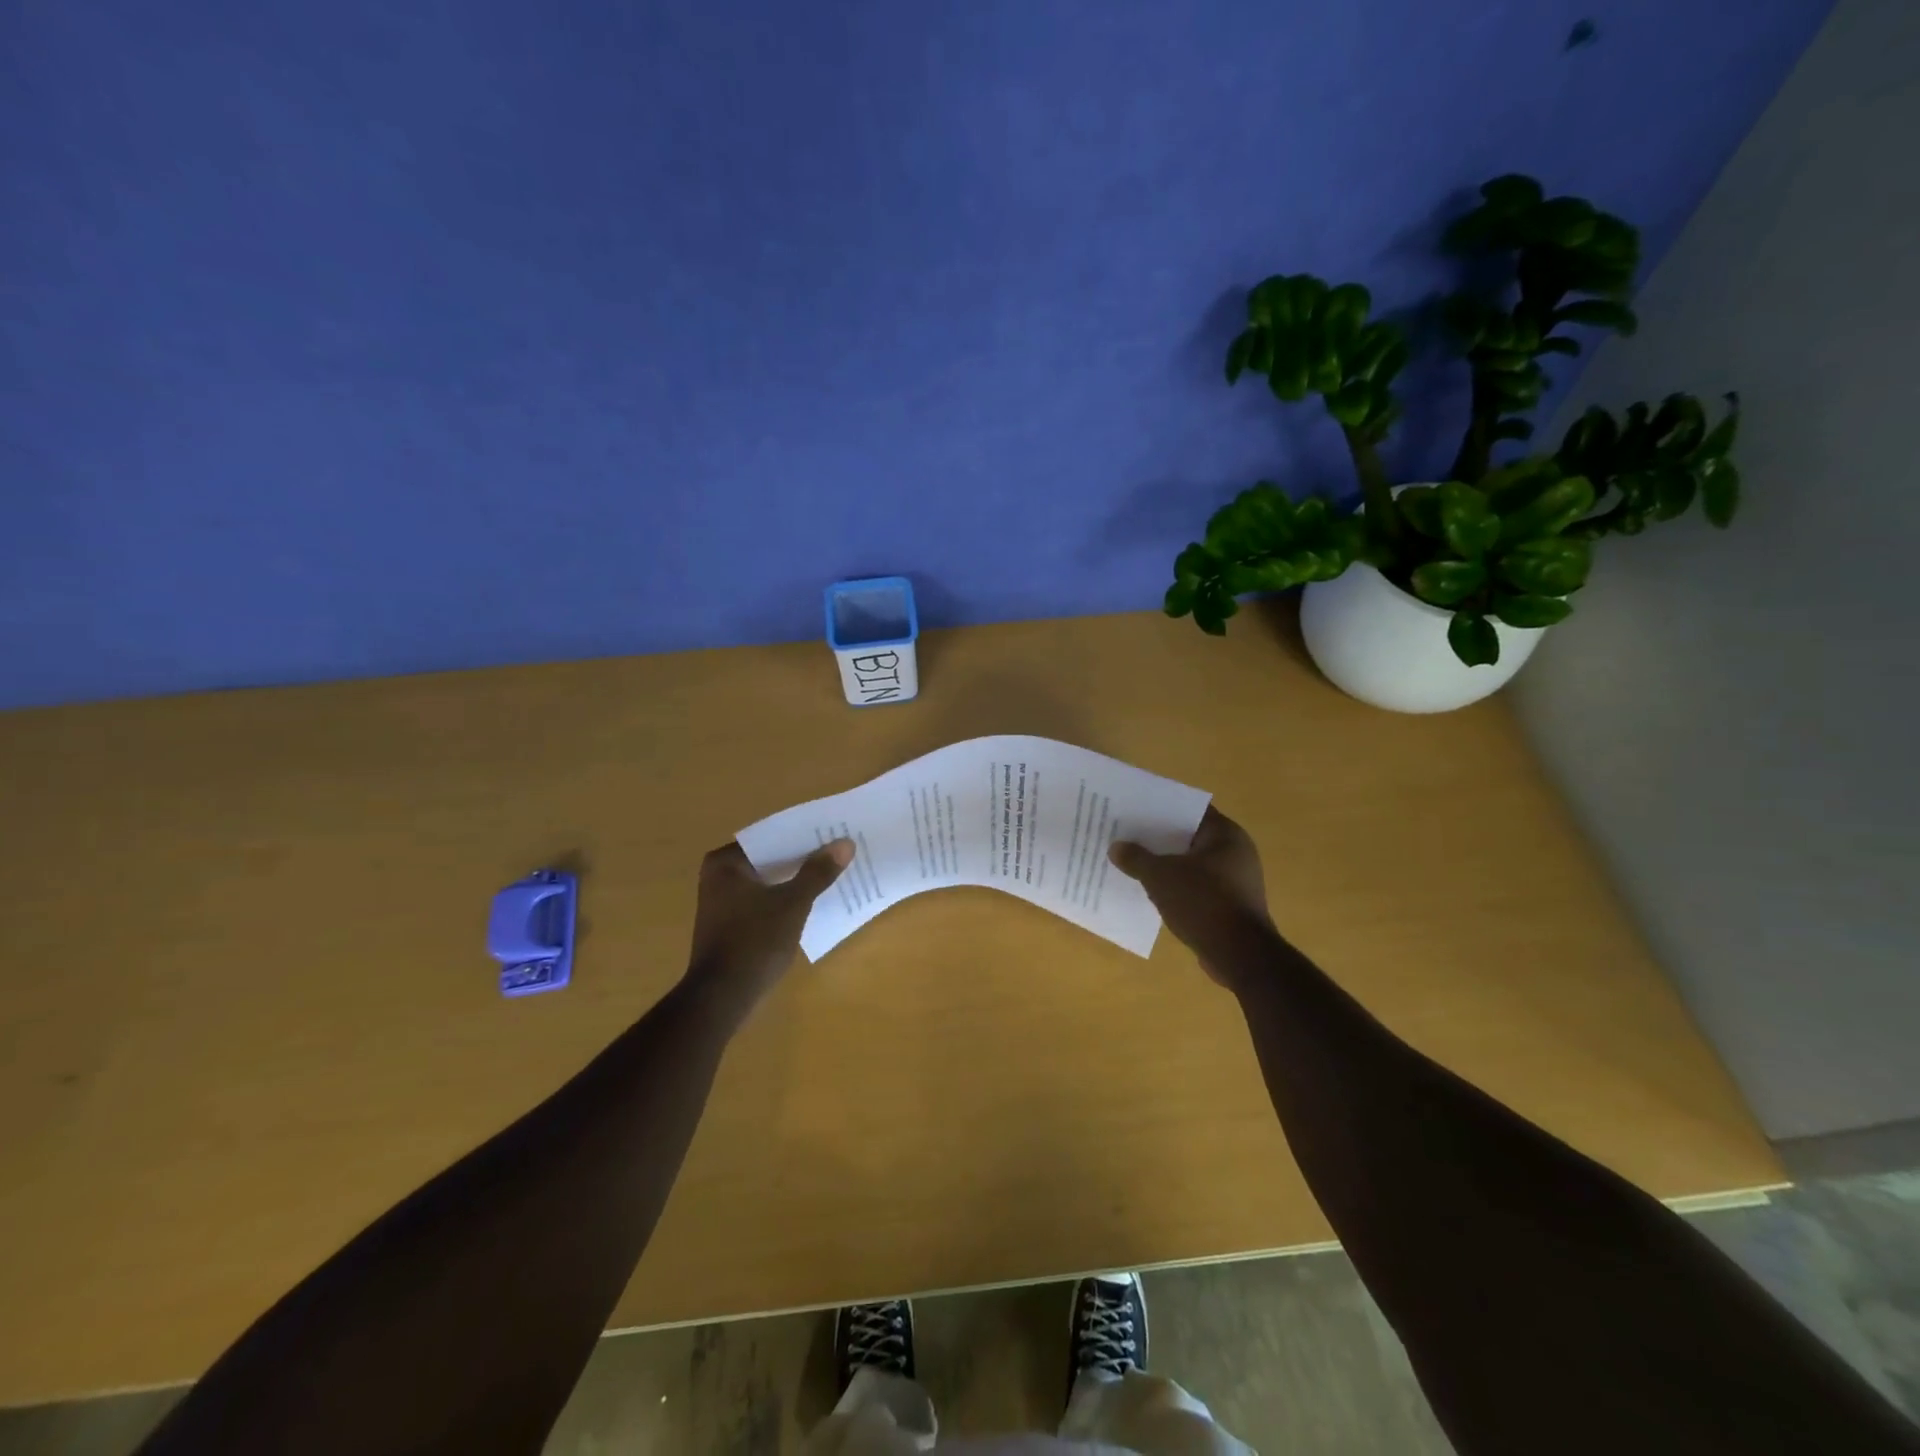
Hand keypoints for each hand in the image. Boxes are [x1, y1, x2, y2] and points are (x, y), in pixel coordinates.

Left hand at [682, 840, 852, 1015]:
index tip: (831, 832)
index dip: (802, 835)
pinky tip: (812, 901)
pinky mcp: (731, 925)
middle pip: (769, 859)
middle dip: (802, 858)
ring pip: (768, 881)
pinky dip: (785, 899)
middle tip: (838, 850)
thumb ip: (818, 872)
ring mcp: (723, 903)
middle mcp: (718, 877)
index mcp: (725, 863)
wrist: (722, 997)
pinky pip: (764, 901)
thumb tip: (845, 843)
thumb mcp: (793, 903)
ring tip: (831, 872)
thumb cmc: (754, 941)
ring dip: (795, 879)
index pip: (770, 837)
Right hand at [1109, 807, 1277, 988]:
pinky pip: (1199, 887)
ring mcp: (1237, 880)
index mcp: (1225, 834)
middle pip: (1191, 837)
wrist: (1239, 954)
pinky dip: (1179, 887)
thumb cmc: (1202, 902)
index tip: (1136, 810)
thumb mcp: (1160, 876)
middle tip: (1129, 836)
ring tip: (1136, 864)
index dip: (1162, 808)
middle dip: (1161, 839)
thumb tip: (1116, 847)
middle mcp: (1237, 851)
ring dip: (1169, 866)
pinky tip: (1154, 893)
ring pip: (1194, 864)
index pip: (1190, 810)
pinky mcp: (1233, 905)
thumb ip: (1136, 858)